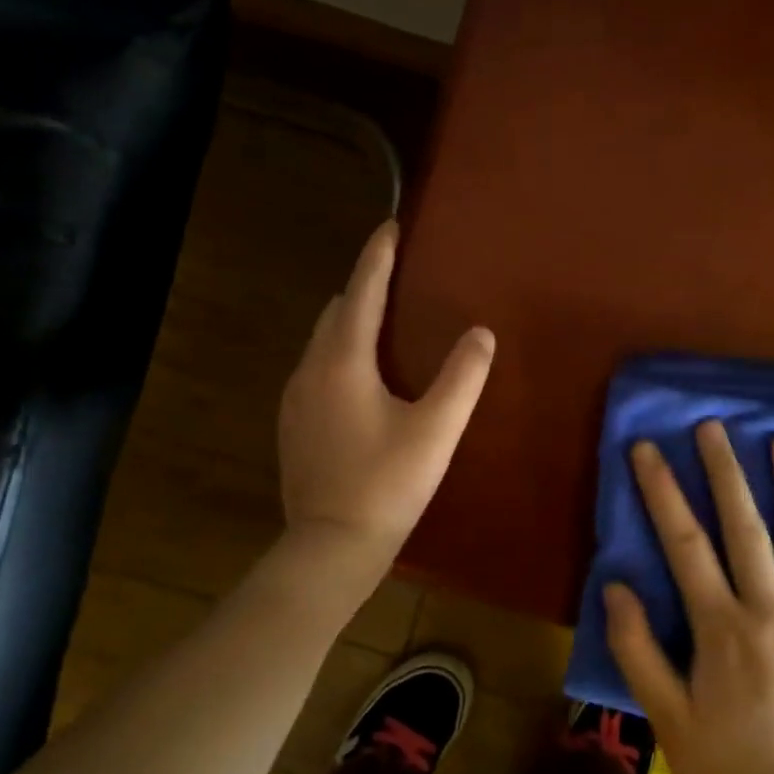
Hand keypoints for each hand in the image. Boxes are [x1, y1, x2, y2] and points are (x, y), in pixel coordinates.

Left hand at [278, 220, 494, 562]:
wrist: (331, 547)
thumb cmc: (387, 484)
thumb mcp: (436, 429)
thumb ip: (462, 377)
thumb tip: (480, 333)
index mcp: (342, 362)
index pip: (361, 293)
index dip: (376, 257)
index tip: (390, 226)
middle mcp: (310, 371)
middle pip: (335, 313)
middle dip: (363, 288)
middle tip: (394, 277)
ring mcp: (294, 400)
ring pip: (322, 343)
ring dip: (349, 324)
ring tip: (382, 324)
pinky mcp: (292, 427)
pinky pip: (316, 371)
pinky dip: (338, 356)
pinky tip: (360, 379)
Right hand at [606, 420, 773, 773]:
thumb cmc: (724, 767)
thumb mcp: (665, 716)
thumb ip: (638, 649)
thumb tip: (614, 587)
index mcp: (724, 631)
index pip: (687, 545)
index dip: (663, 492)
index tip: (647, 449)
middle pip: (747, 529)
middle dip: (727, 472)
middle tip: (715, 426)